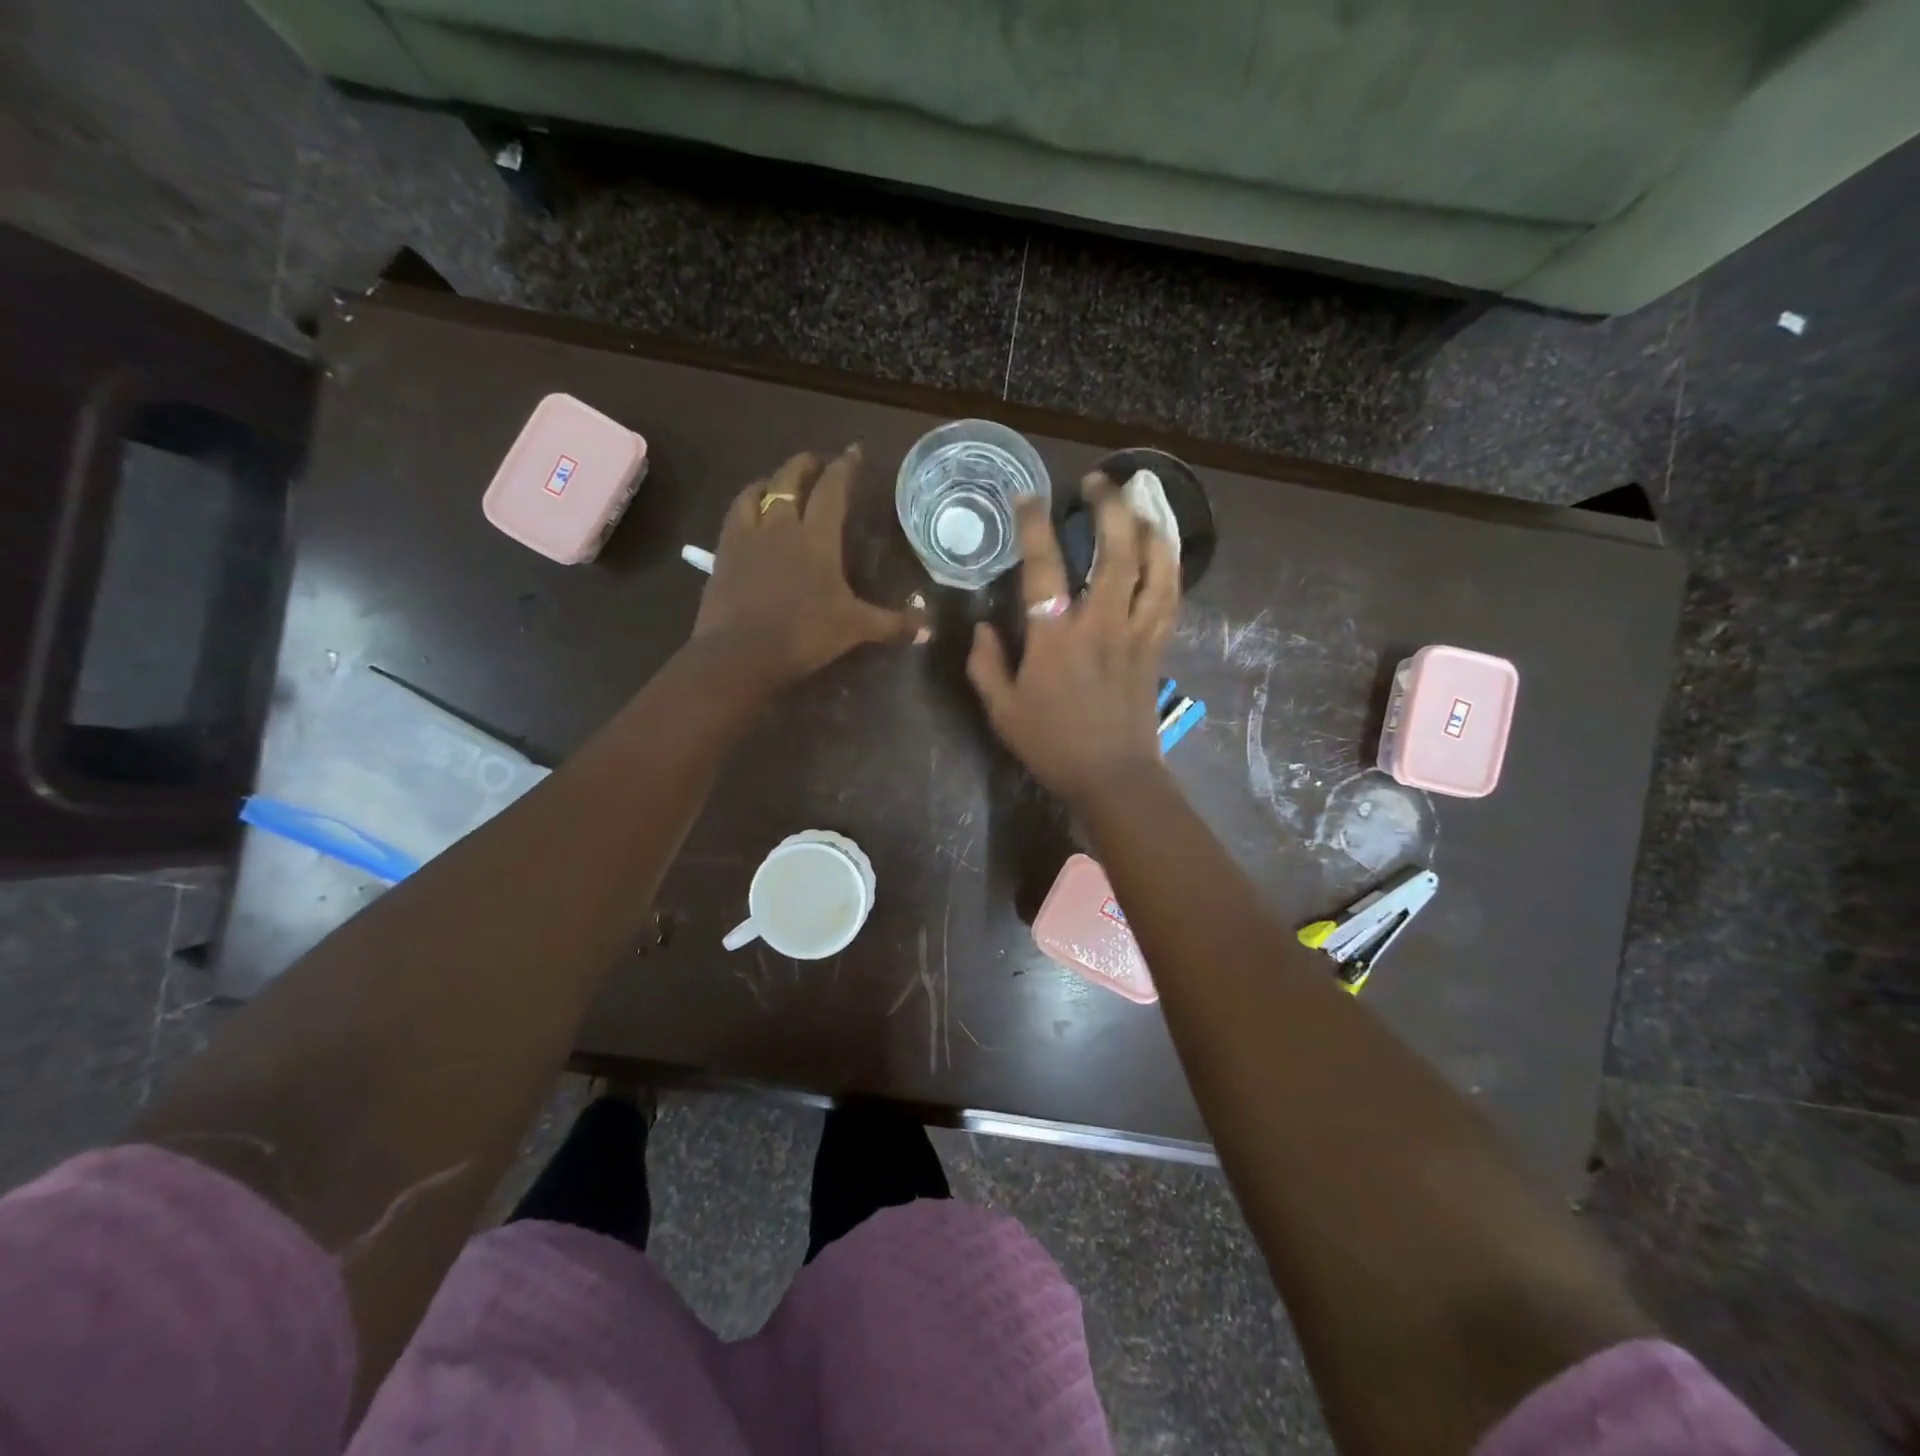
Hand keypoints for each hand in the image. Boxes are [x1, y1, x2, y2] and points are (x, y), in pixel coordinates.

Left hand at [694, 446, 925, 683]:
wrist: (741, 653)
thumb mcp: (854, 629)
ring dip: (773, 480)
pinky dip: (746, 503)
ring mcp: (748, 536)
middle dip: (807, 464)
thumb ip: (892, 624)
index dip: (845, 467)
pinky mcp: (723, 552)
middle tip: (819, 462)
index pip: (832, 489)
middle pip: (791, 478)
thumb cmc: (804, 634)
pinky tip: (750, 512)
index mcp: (816, 536)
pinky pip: (734, 514)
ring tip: (780, 482)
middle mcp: (781, 524)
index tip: (854, 451)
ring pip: (758, 491)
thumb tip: (929, 629)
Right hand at [967, 474, 1180, 806]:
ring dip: (1147, 526)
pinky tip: (1163, 547)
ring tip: (1139, 500)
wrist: (1112, 776)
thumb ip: (985, 663)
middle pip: (1113, 551)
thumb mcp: (1001, 710)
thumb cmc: (1052, 745)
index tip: (1027, 496)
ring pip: (1153, 566)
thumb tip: (981, 626)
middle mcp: (1100, 623)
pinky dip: (1170, 564)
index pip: (1043, 566)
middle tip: (1097, 481)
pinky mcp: (1157, 645)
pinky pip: (1170, 595)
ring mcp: (1136, 632)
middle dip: (1107, 507)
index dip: (1034, 525)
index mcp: (1055, 638)